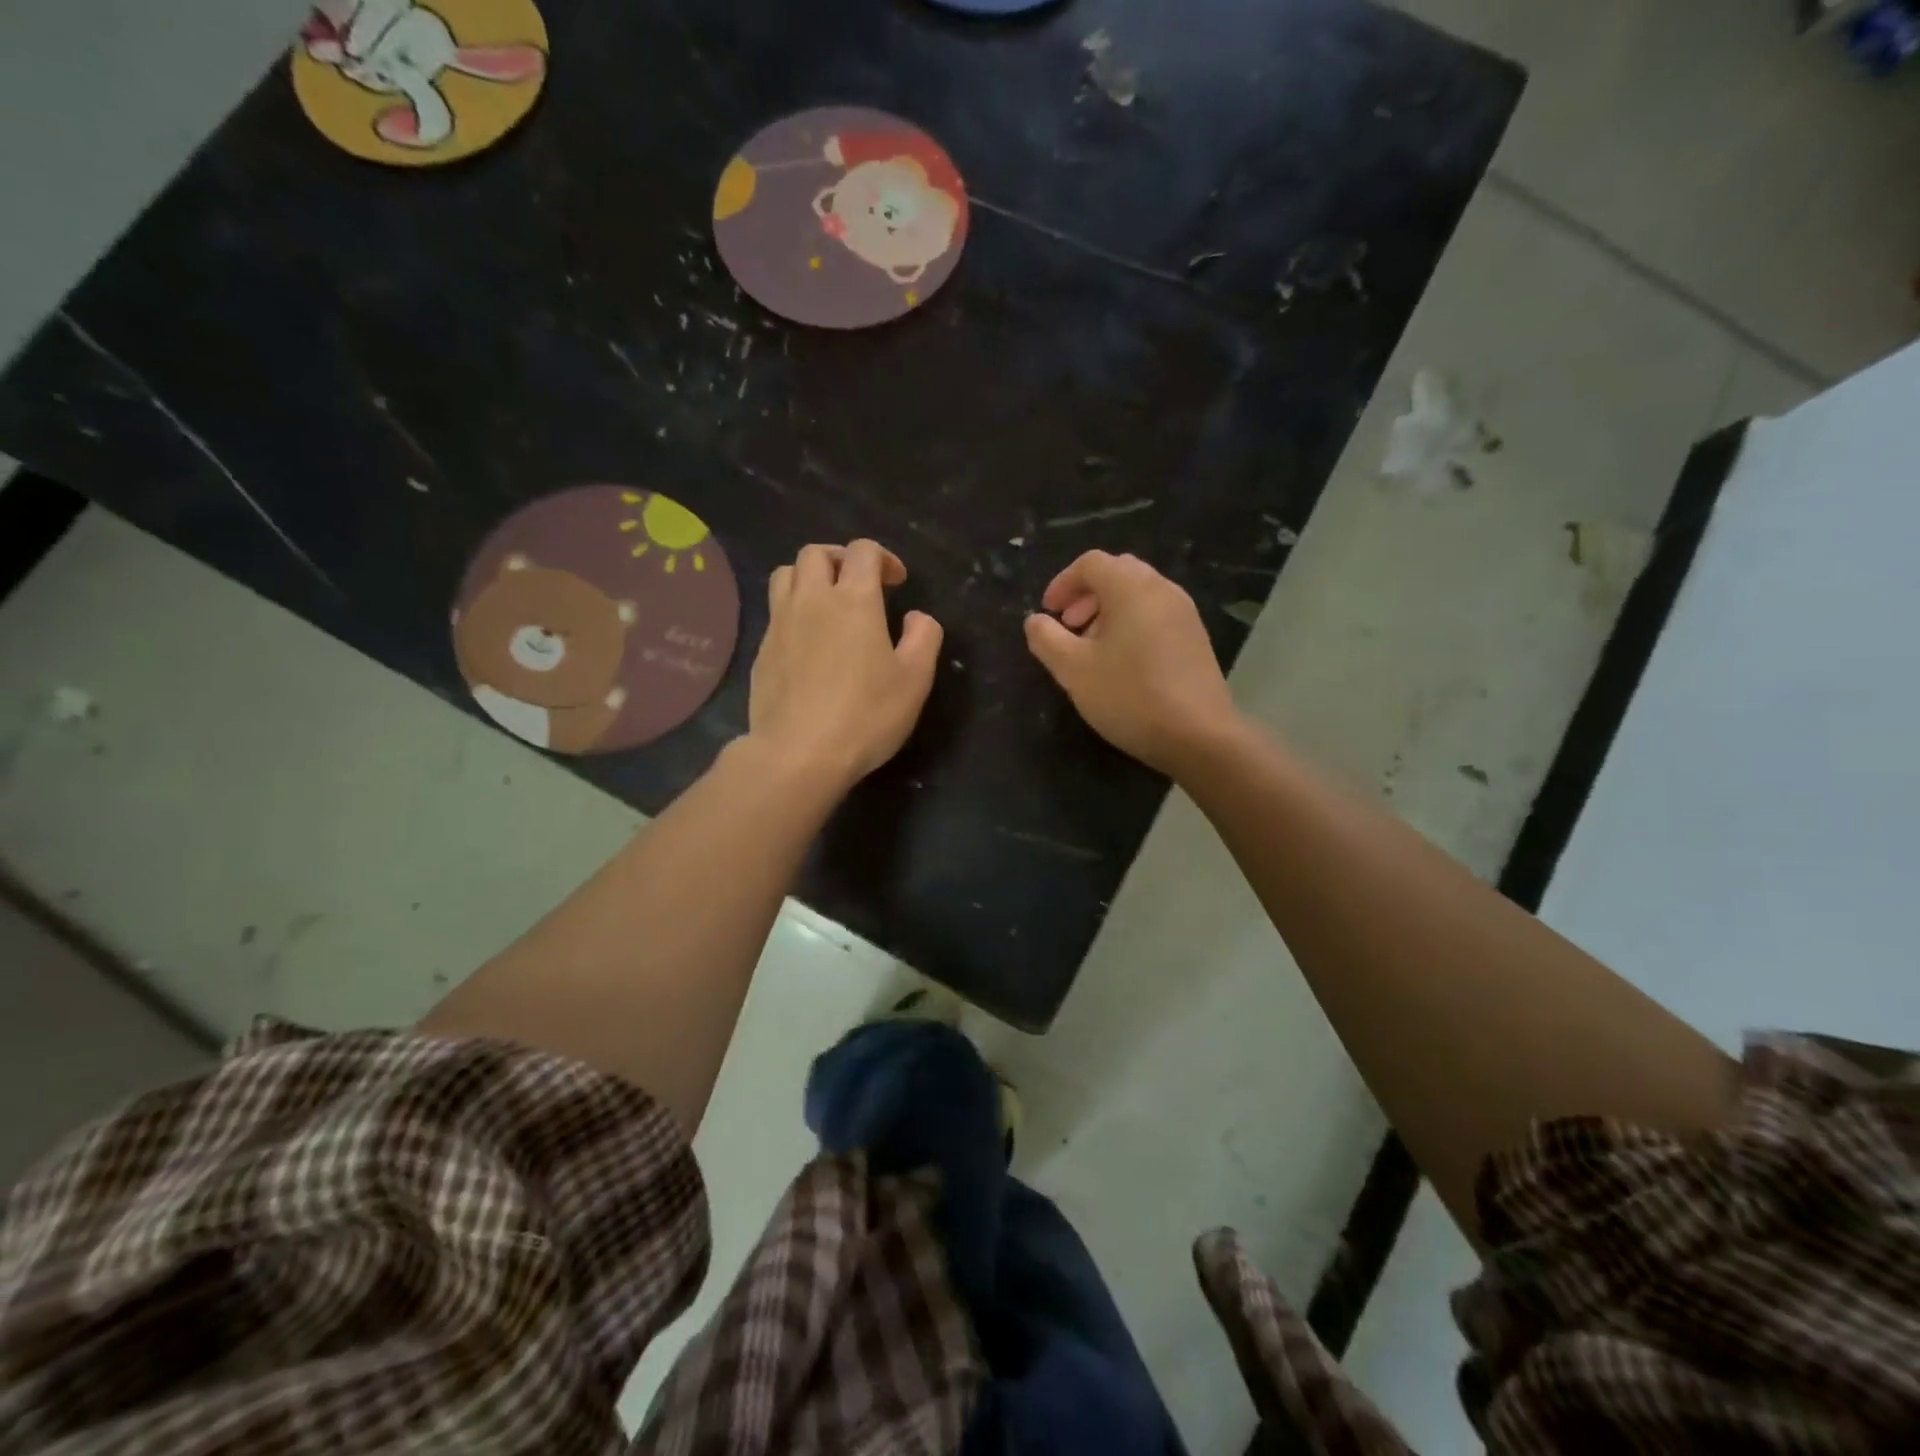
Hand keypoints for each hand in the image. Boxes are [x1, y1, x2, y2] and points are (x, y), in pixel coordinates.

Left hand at [748, 540, 942, 793]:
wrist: (798, 753)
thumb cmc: (865, 715)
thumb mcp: (915, 680)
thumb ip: (924, 638)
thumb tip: (918, 617)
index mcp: (854, 600)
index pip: (863, 551)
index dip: (884, 558)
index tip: (897, 583)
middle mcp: (812, 600)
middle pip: (816, 553)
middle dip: (841, 559)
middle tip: (860, 585)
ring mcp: (780, 624)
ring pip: (786, 575)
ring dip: (809, 577)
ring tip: (827, 603)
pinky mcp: (762, 651)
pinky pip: (775, 611)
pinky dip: (793, 610)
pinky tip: (808, 641)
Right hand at [1024, 551, 1238, 776]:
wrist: (1199, 736)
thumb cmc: (1129, 696)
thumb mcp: (1073, 670)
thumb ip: (1047, 639)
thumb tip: (1035, 621)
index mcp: (1131, 587)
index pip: (1091, 563)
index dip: (1062, 582)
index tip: (1048, 612)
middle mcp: (1162, 589)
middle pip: (1118, 573)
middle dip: (1086, 595)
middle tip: (1068, 626)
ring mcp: (1185, 613)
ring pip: (1139, 595)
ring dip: (1108, 611)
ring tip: (1091, 648)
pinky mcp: (1196, 639)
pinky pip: (1156, 615)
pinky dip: (1132, 625)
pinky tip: (1122, 663)